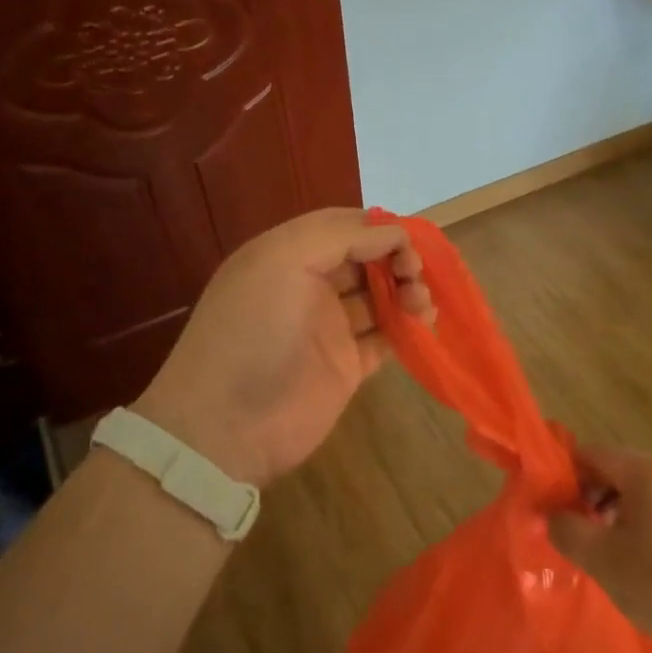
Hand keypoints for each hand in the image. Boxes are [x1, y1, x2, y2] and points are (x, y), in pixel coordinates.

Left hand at [132, 208, 432, 487]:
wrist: (227, 426)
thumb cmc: (254, 330)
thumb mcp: (283, 261)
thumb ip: (340, 235)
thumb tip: (394, 232)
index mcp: (286, 255)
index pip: (342, 227)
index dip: (379, 228)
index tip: (410, 241)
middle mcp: (308, 286)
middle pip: (365, 259)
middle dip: (396, 259)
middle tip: (416, 274)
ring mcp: (327, 328)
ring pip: (379, 297)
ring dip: (406, 291)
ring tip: (422, 303)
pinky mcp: (345, 367)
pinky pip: (384, 339)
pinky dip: (407, 329)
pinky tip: (424, 326)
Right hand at [547, 445, 651, 652]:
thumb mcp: (603, 560)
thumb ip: (567, 530)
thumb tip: (550, 513)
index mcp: (645, 472)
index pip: (591, 453)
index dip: (564, 475)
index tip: (550, 505)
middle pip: (617, 471)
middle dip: (590, 497)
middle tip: (575, 532)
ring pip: (642, 494)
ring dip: (616, 515)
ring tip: (605, 553)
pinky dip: (645, 528)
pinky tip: (643, 565)